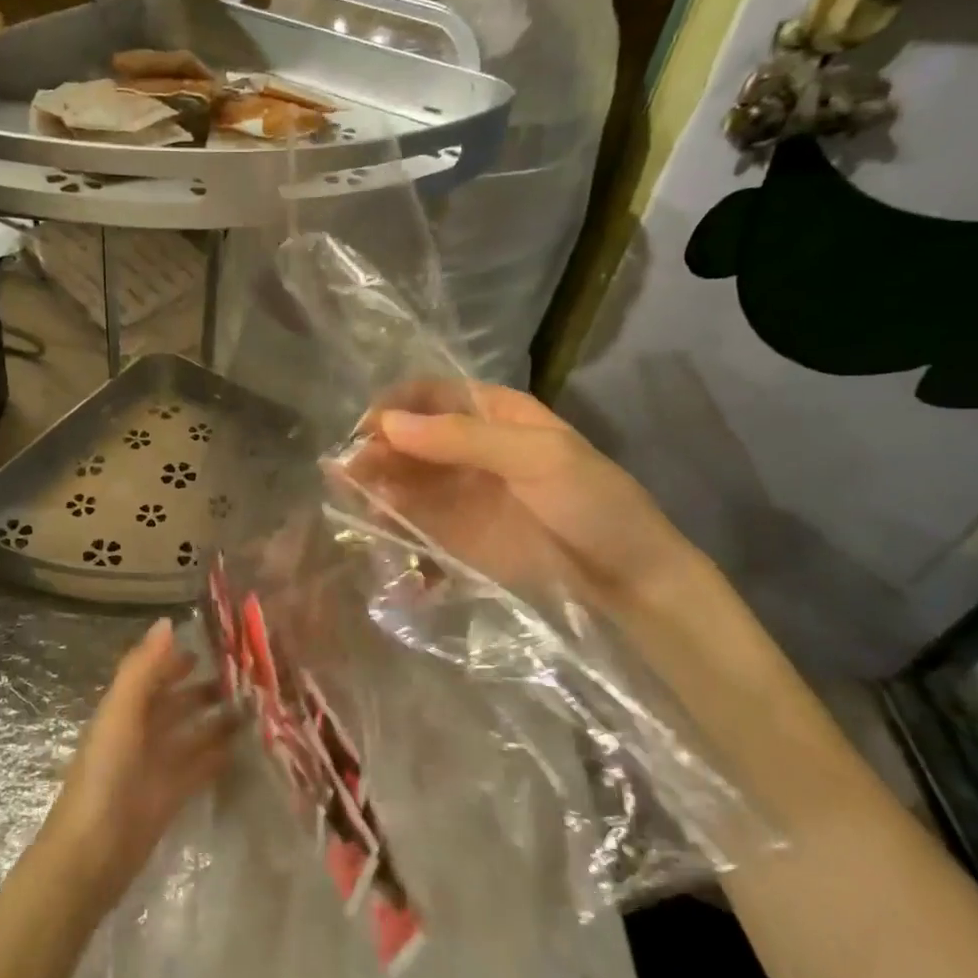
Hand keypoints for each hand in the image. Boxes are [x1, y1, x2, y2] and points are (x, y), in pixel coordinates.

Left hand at [38, 619, 234, 915]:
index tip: (218, 643)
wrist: (91, 856)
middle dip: (206, 687)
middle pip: (177, 702)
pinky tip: (247, 744)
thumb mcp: (120, 713)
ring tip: (256, 704)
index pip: (155, 674)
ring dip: (218, 719)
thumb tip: (167, 621)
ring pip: (192, 733)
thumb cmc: (104, 775)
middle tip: (249, 674)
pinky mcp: (171, 796)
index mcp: (124, 709)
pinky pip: (200, 767)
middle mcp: (141, 732)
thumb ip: (142, 668)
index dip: (179, 657)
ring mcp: (156, 765)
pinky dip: (219, 754)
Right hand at [348, 382, 706, 617]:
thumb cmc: (593, 503)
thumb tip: (388, 424)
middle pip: (407, 438)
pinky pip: (409, 521)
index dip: (395, 406)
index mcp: (494, 414)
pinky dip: (387, 522)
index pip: (430, 395)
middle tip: (348, 471)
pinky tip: (374, 528)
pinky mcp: (453, 536)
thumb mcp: (537, 457)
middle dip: (376, 448)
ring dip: (373, 485)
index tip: (367, 428)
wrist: (629, 582)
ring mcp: (458, 494)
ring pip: (401, 479)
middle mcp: (467, 449)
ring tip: (352, 499)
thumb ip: (461, 438)